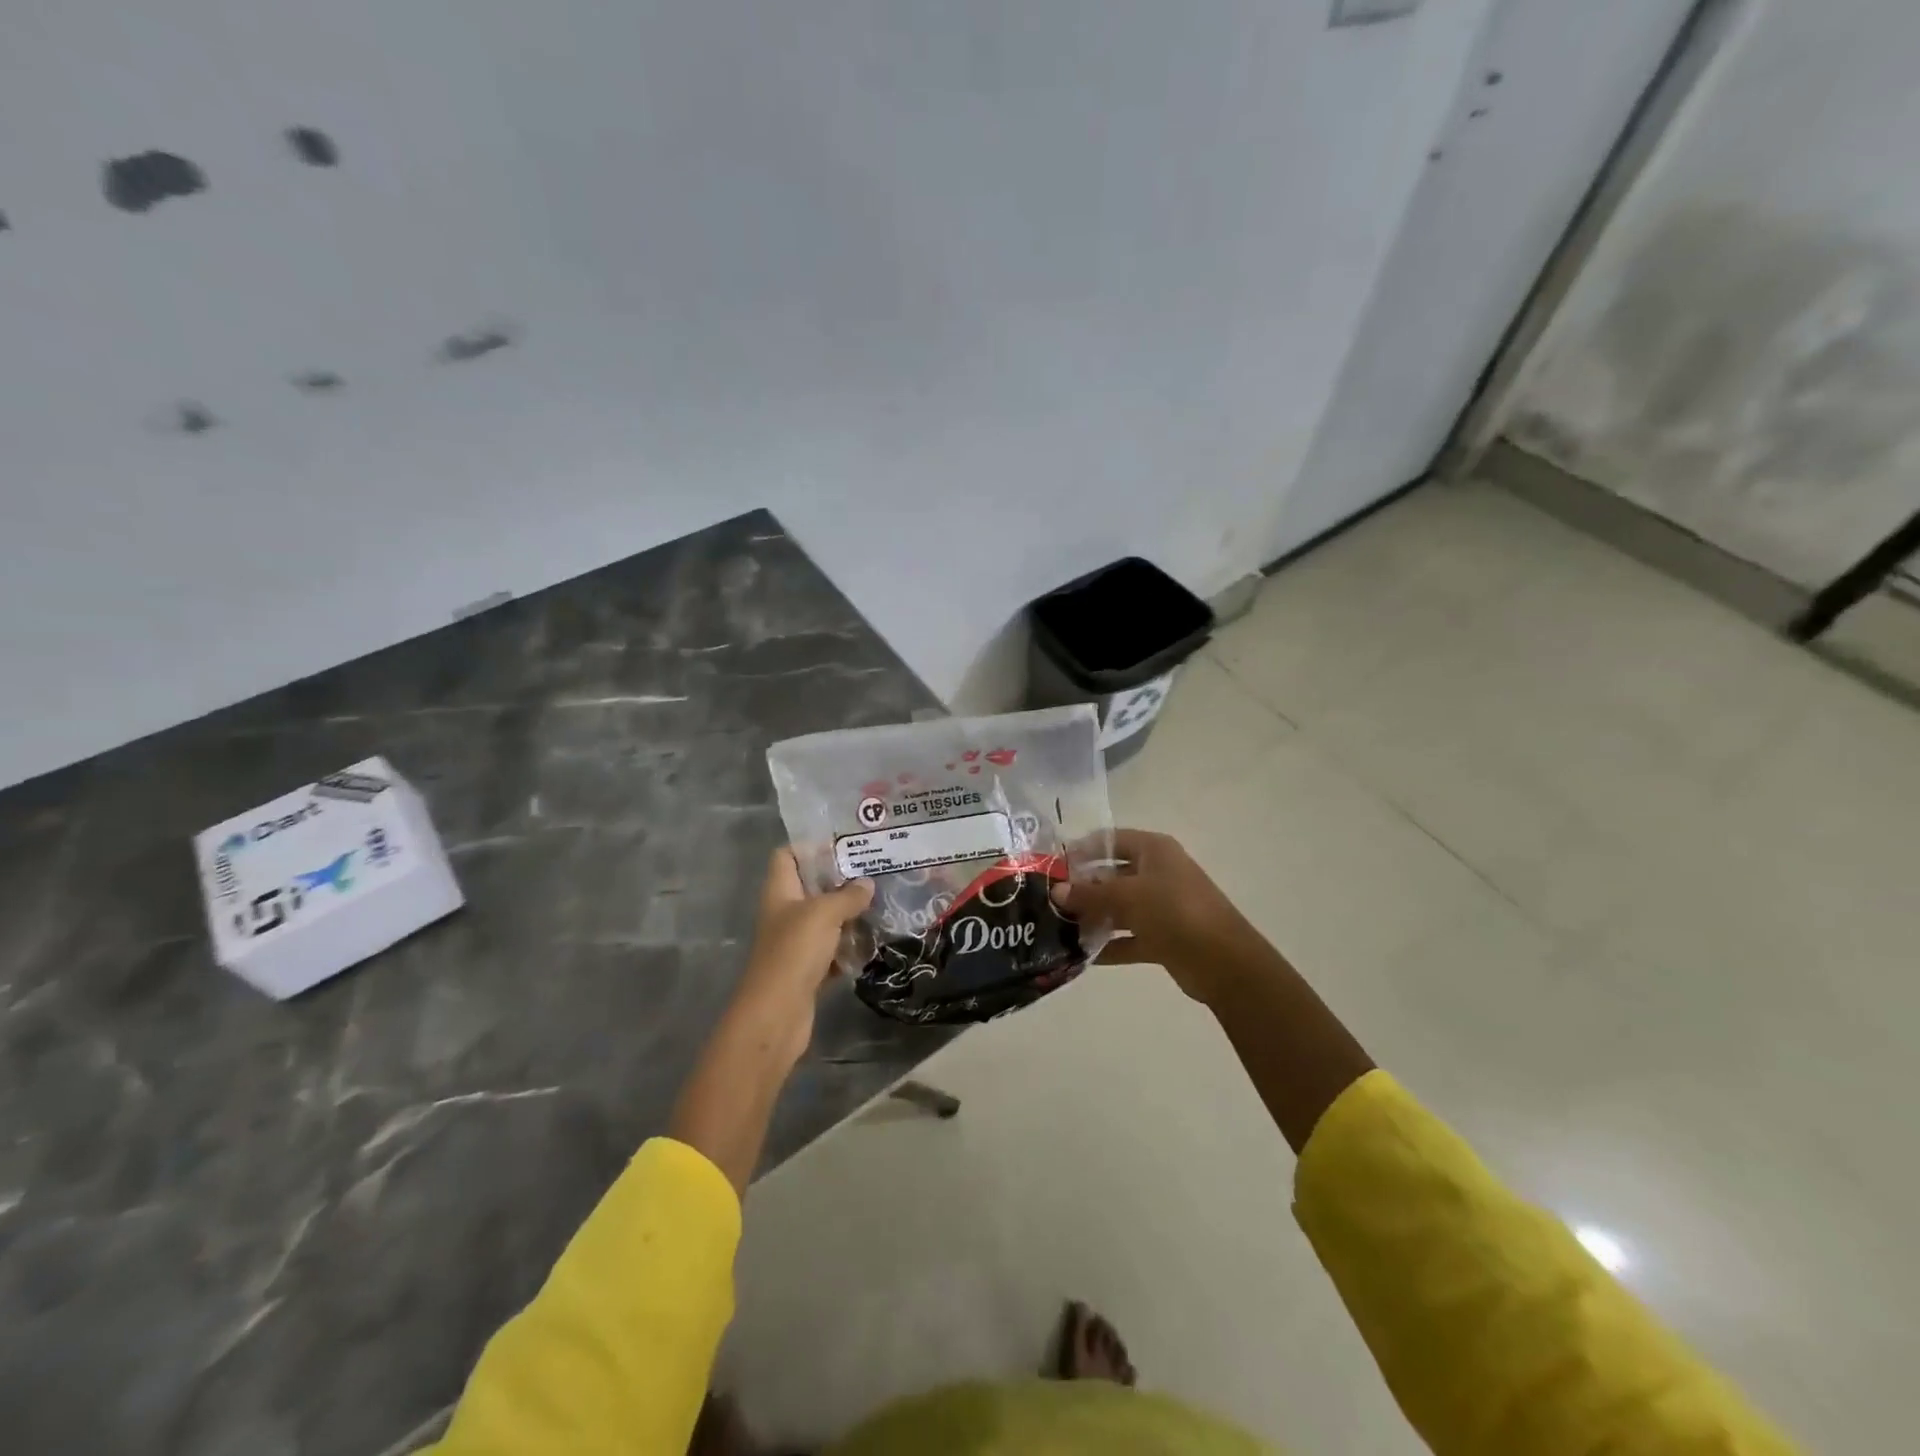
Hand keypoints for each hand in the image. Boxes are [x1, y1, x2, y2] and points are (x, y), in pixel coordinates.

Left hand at [729, 849, 873, 1061]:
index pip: (787, 856)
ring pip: (826, 920)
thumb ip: (848, 895)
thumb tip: (867, 884)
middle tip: (875, 874)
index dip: (811, 847)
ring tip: (882, 905)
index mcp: (780, 892)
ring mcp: (795, 943)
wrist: (777, 1015)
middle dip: (841, 881)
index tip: (845, 846)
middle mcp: (785, 913)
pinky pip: (832, 951)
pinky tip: (873, 943)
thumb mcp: (824, 914)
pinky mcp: (808, 970)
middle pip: (811, 887)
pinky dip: (849, 948)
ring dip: (850, 915)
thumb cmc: (794, 952)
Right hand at [1054, 829, 1271, 1004]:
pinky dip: (1108, 946)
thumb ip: (1090, 894)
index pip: (1109, 840)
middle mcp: (1157, 873)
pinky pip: (1128, 938)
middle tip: (1049, 902)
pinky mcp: (1163, 937)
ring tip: (1058, 930)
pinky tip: (1080, 956)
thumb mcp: (1128, 896)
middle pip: (1111, 875)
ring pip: (1119, 908)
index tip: (1052, 866)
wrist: (1224, 962)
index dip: (1081, 850)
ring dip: (1093, 919)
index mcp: (1154, 850)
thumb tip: (1056, 892)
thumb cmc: (1175, 911)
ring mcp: (1162, 906)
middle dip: (1082, 889)